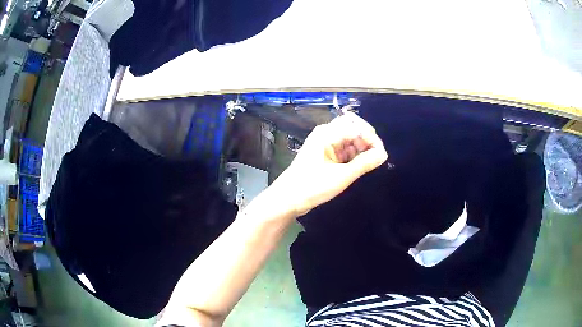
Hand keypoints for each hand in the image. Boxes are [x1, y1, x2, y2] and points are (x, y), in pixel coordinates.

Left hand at [271, 112, 387, 215]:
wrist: (288, 199)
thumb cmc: (312, 187)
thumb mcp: (342, 176)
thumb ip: (364, 163)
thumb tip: (383, 154)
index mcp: (327, 133)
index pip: (356, 126)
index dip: (371, 138)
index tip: (382, 155)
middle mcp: (326, 134)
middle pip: (353, 128)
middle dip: (367, 140)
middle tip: (376, 158)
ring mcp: (325, 143)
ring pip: (349, 138)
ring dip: (361, 148)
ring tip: (369, 164)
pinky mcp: (325, 154)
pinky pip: (344, 148)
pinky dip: (354, 155)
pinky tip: (360, 165)